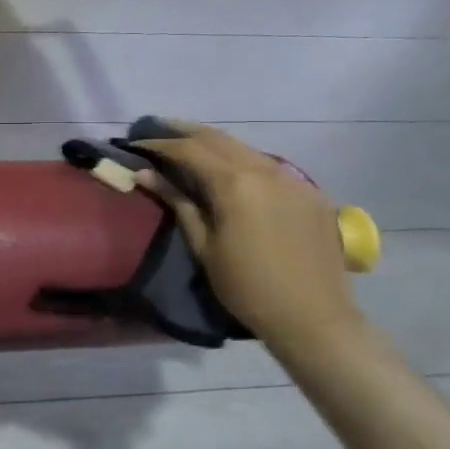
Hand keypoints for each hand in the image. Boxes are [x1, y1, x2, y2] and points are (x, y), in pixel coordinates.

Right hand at [134, 124, 366, 353]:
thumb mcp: (203, 246)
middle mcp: (265, 170)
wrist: (314, 318)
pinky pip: (269, 165)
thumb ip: (178, 202)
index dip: (159, 143)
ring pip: (245, 148)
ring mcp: (292, 179)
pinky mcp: (310, 192)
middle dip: (184, 131)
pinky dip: (242, 160)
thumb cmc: (246, 287)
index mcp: (235, 184)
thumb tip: (145, 174)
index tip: (136, 143)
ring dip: (214, 143)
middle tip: (157, 130)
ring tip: (189, 146)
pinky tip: (231, 171)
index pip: (189, 149)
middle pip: (217, 138)